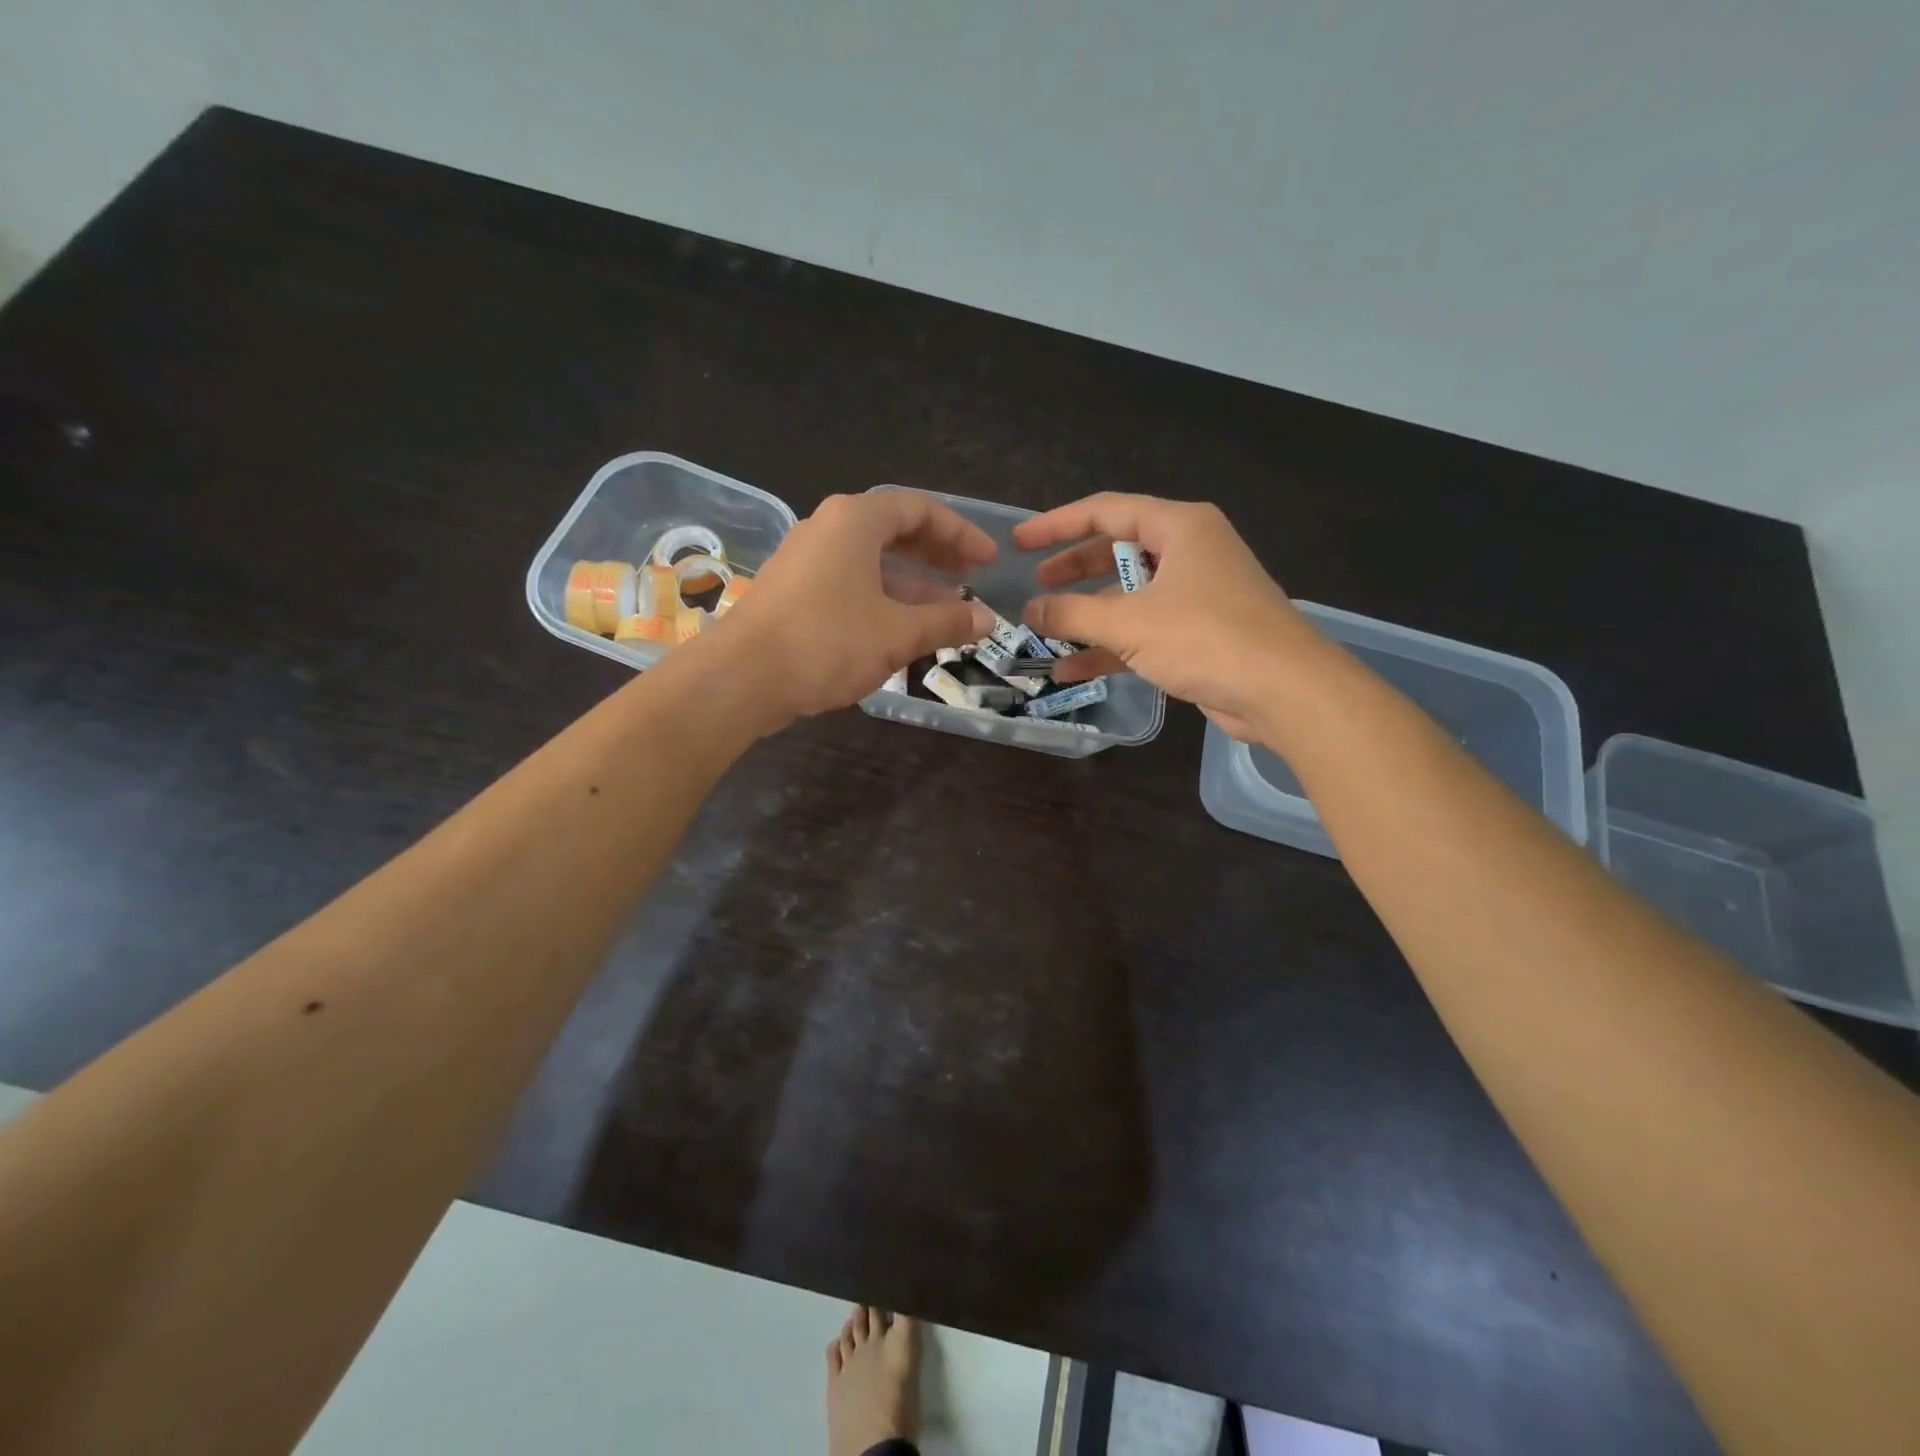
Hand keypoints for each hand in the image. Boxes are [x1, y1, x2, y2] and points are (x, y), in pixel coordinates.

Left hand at [711, 491, 995, 728]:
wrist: (742, 677)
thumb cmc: (827, 642)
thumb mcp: (897, 633)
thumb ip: (947, 622)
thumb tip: (988, 619)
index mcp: (855, 521)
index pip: (920, 510)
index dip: (960, 533)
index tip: (988, 559)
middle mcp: (828, 528)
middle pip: (894, 531)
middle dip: (936, 555)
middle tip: (970, 578)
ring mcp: (806, 559)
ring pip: (871, 561)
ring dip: (912, 582)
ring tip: (946, 609)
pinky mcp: (794, 591)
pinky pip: (850, 582)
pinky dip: (882, 598)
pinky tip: (902, 628)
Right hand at [1016, 493, 1314, 740]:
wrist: (1283, 691)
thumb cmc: (1206, 637)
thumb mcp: (1129, 623)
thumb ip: (1072, 615)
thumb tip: (1028, 610)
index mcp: (1180, 527)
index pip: (1106, 511)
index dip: (1058, 524)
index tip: (1020, 542)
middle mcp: (1189, 552)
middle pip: (1117, 551)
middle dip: (1073, 570)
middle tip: (1036, 582)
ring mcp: (1196, 594)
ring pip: (1129, 596)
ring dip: (1088, 616)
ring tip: (1044, 631)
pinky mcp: (1199, 633)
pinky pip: (1143, 630)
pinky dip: (1110, 646)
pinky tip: (1071, 668)